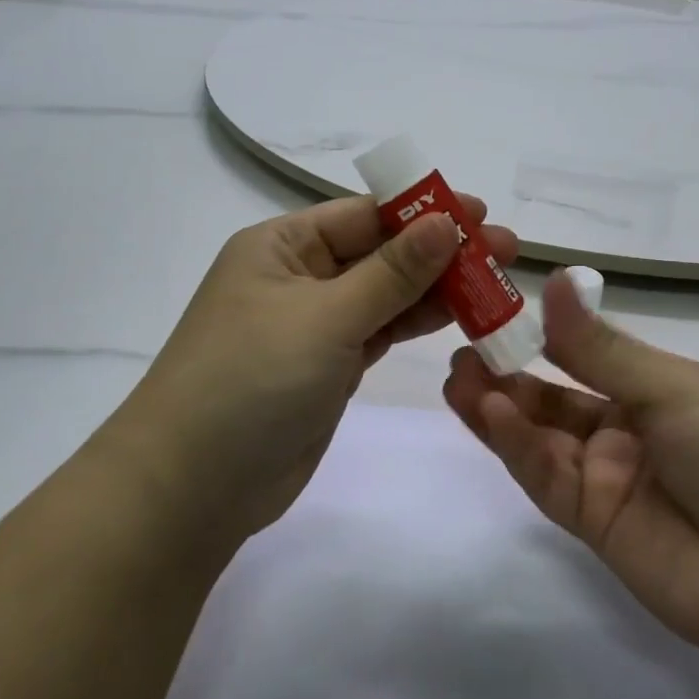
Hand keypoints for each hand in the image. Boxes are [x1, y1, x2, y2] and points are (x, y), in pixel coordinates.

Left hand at [117, 195, 517, 554]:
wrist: (193, 487)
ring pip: (386, 293)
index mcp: (283, 246)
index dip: (424, 211)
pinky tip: (461, 315)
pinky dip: (418, 322)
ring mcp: (315, 324)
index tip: (481, 213)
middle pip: (381, 252)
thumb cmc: (252, 380)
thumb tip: (444, 222)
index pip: (364, 215)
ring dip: (437, 288)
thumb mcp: (326, 317)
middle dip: (441, 250)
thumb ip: (391, 272)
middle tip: (505, 250)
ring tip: (497, 282)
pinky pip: (381, 330)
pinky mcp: (330, 365)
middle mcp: (299, 276)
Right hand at [444, 271, 698, 698]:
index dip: (539, 334)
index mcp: (655, 388)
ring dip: (498, 408)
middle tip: (462, 347)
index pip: (584, 354)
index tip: (493, 309)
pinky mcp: (592, 523)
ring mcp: (607, 478)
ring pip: (540, 436)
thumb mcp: (673, 388)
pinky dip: (515, 445)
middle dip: (507, 373)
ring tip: (456, 376)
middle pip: (553, 397)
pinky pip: (546, 477)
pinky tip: (487, 414)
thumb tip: (552, 277)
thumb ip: (600, 347)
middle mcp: (626, 429)